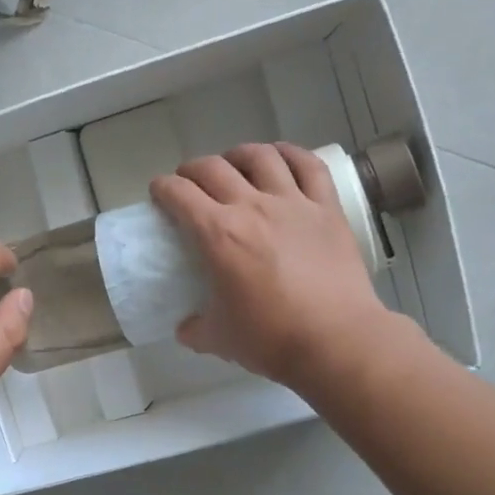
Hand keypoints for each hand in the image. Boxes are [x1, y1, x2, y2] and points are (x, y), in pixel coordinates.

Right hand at [150, 142, 397, 391]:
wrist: (336, 340)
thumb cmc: (271, 338)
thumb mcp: (218, 339)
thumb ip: (195, 329)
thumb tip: (185, 327)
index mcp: (218, 235)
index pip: (179, 194)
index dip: (162, 188)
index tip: (158, 193)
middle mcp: (252, 207)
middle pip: (213, 168)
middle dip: (192, 170)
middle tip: (188, 183)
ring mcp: (293, 203)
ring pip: (260, 157)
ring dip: (237, 154)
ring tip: (233, 164)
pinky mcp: (326, 209)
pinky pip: (308, 166)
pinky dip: (290, 153)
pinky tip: (280, 156)